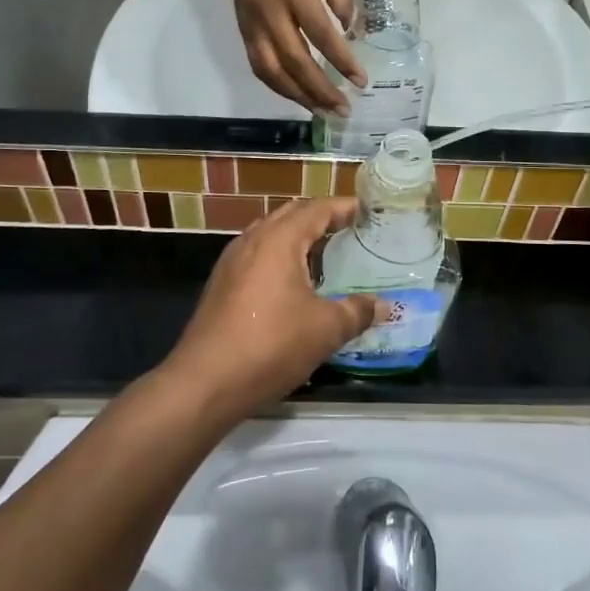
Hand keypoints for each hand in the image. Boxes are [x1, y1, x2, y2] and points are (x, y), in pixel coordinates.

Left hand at [161, 198, 381, 424]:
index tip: (367, 212)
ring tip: (325, 254)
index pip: (317, 209)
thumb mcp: (325, 329)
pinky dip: (280, 256)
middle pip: (291, 215)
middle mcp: (253, 240)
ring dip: (298, 237)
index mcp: (280, 239)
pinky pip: (257, 255)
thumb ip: (357, 312)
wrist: (205, 382)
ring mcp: (232, 261)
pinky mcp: (221, 284)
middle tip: (349, 230)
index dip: (344, 207)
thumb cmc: (271, 345)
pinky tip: (293, 283)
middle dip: (321, 218)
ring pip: (270, 234)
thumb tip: (384, 306)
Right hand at [217, 0, 365, 113]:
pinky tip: (296, 97)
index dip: (342, 61)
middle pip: (297, 63)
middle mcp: (274, 16)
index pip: (322, 36)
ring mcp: (255, 28)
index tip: (361, 81)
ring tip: (321, 112)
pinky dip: (279, 87)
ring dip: (299, 97)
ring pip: (274, 73)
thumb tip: (348, 30)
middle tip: (343, 109)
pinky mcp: (245, 34)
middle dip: (321, 91)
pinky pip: (260, 68)